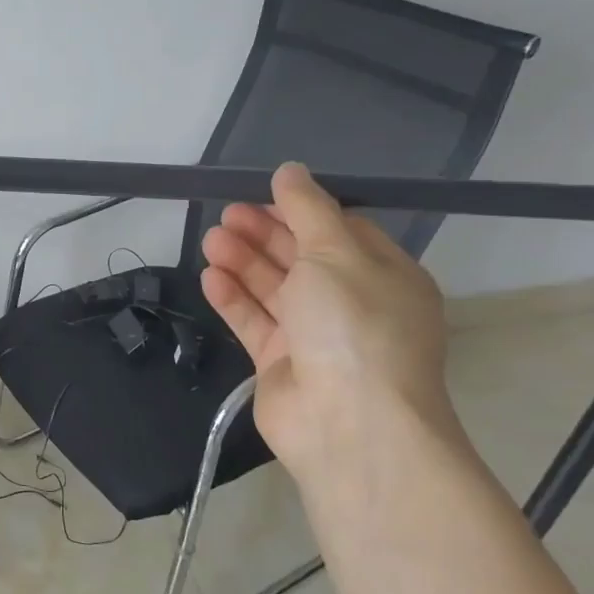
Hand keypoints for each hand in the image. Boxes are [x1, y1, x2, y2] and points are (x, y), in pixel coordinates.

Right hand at [199, 163, 456, 480]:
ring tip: (210, 240)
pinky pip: (254, 322)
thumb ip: (308, 210)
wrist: (349, 424)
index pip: (340, 231)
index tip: (263, 194)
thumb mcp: (335, 253)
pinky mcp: (282, 363)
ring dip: (243, 262)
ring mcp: (316, 336)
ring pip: (273, 289)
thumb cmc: (353, 325)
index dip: (300, 210)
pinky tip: (210, 277)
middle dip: (264, 233)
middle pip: (302, 258)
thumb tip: (290, 170)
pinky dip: (233, 298)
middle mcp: (352, 304)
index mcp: (383, 275)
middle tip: (226, 215)